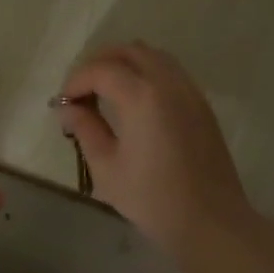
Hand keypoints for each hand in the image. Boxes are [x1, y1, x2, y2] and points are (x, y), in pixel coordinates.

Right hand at [58, 42, 258, 265]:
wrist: (210, 221)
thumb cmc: (152, 199)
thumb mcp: (106, 168)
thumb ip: (85, 129)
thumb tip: (69, 108)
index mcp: (142, 96)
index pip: (101, 70)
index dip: (76, 81)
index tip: (63, 104)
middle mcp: (169, 83)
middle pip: (130, 51)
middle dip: (100, 64)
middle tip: (81, 92)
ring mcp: (191, 92)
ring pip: (154, 57)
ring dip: (125, 65)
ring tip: (106, 94)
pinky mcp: (202, 106)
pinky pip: (171, 73)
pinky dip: (147, 75)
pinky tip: (135, 105)